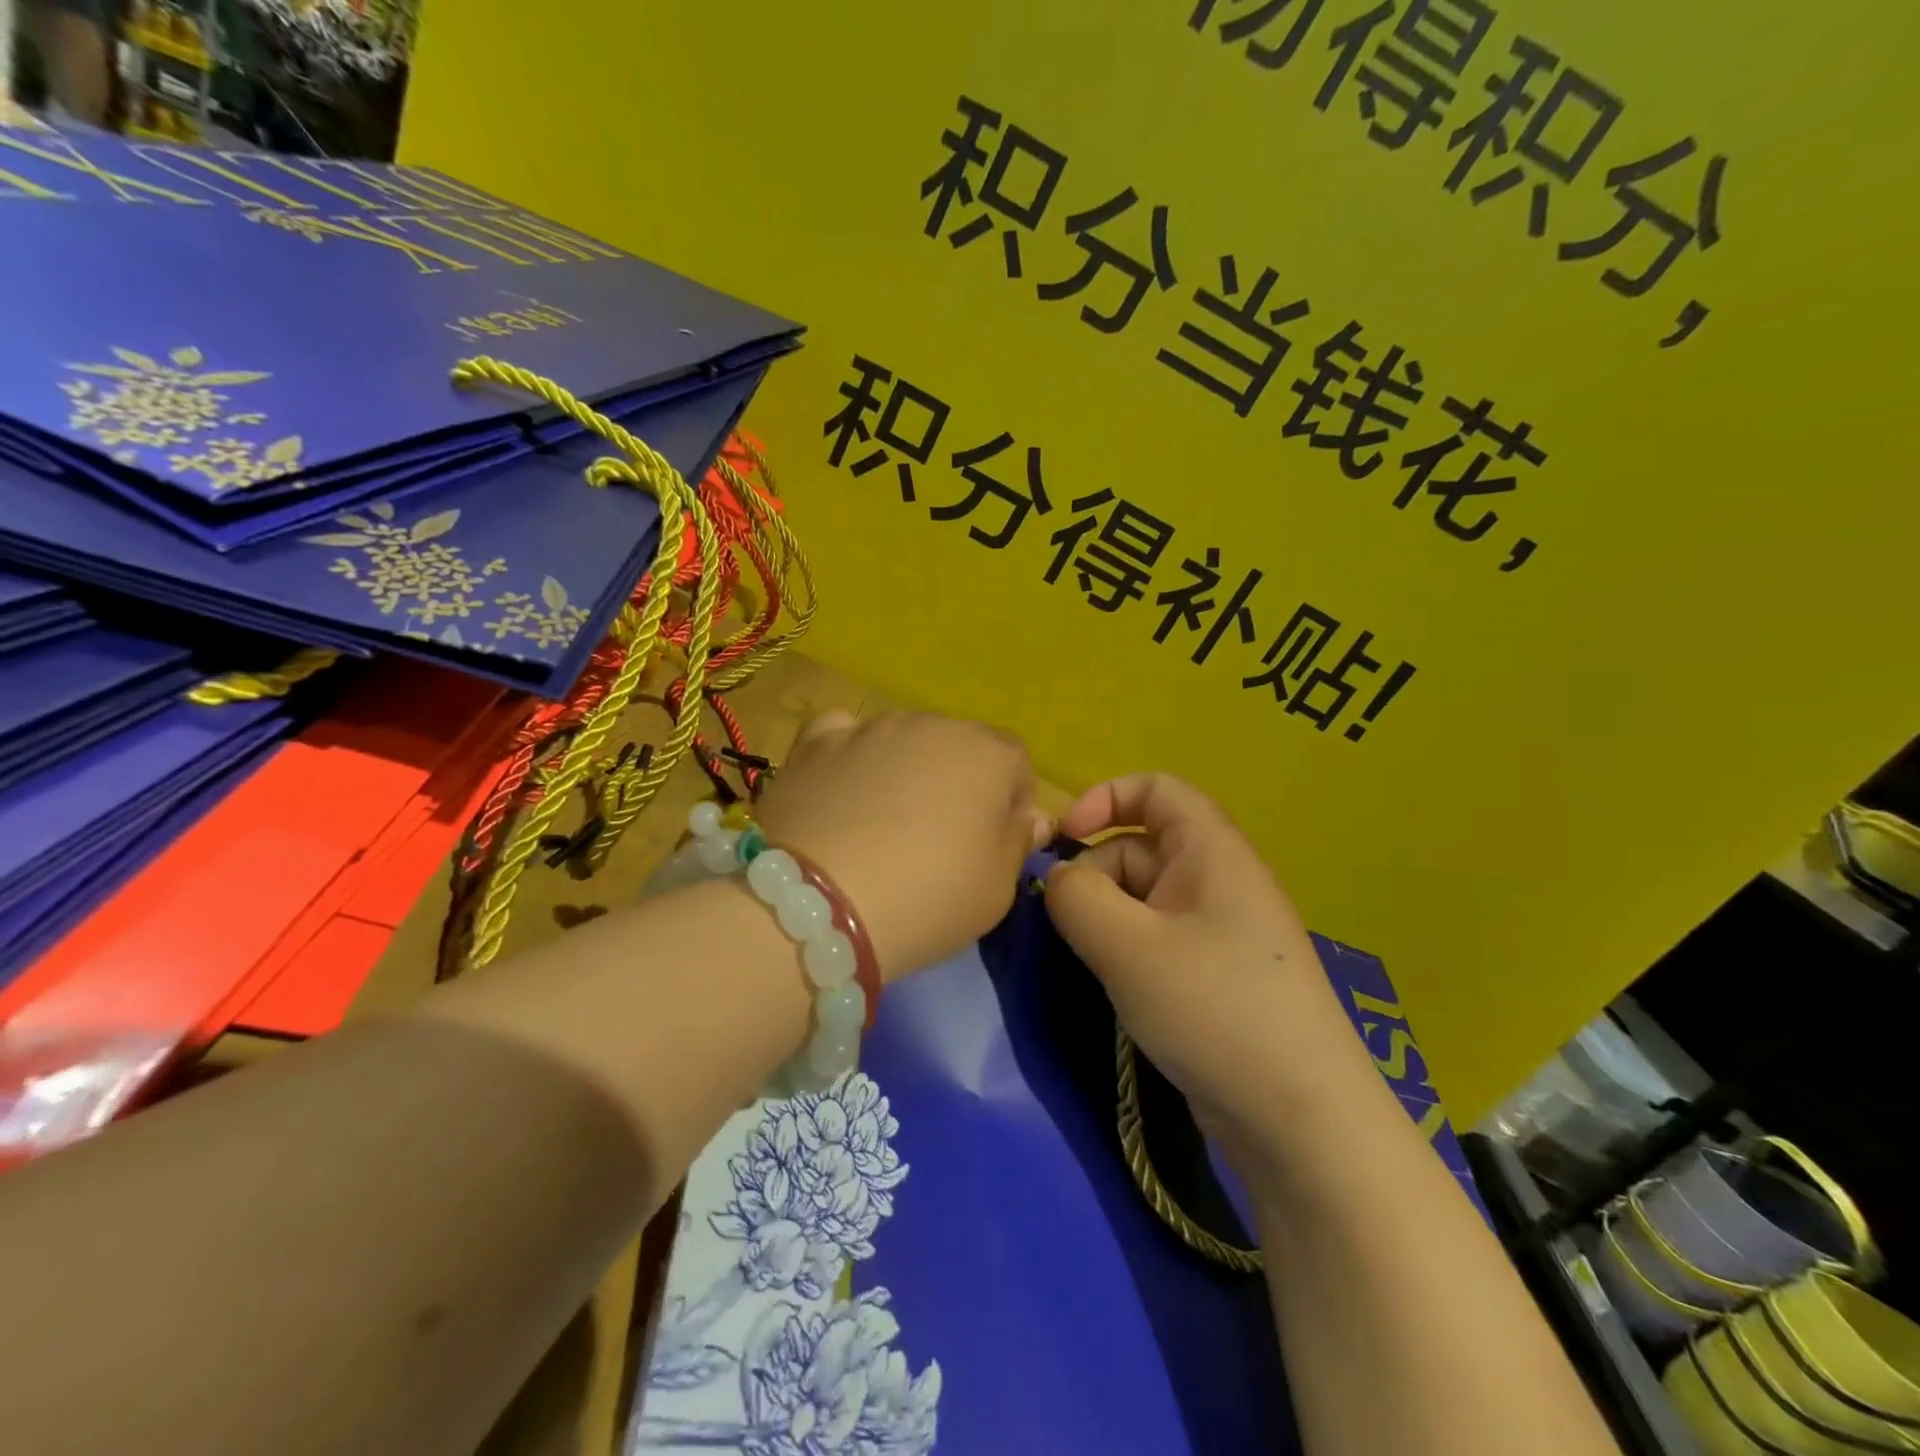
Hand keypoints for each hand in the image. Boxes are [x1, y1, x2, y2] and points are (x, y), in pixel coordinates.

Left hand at [754, 711, 1050, 981]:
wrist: (819, 905)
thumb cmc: (927, 898)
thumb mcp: (997, 889)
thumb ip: (1018, 842)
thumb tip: (1030, 817)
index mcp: (986, 752)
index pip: (1015, 762)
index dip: (1010, 803)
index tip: (991, 846)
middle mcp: (930, 724)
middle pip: (957, 748)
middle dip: (956, 784)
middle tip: (935, 842)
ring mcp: (870, 728)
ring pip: (902, 742)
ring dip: (903, 772)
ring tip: (879, 828)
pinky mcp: (816, 743)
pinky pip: (844, 736)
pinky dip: (849, 757)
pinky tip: (840, 791)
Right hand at [1042, 774, 1380, 1175]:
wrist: (1302, 1121)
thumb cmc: (1214, 1009)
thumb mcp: (1126, 946)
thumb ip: (1075, 896)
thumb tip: (1057, 881)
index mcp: (1212, 851)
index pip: (1156, 789)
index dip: (1104, 798)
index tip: (1063, 839)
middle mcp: (1220, 880)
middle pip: (1140, 846)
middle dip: (1094, 874)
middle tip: (1068, 926)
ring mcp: (1220, 930)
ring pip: (1143, 897)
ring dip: (1106, 918)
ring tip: (1093, 963)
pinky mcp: (1216, 975)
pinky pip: (1157, 937)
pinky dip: (1126, 949)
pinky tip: (1117, 986)